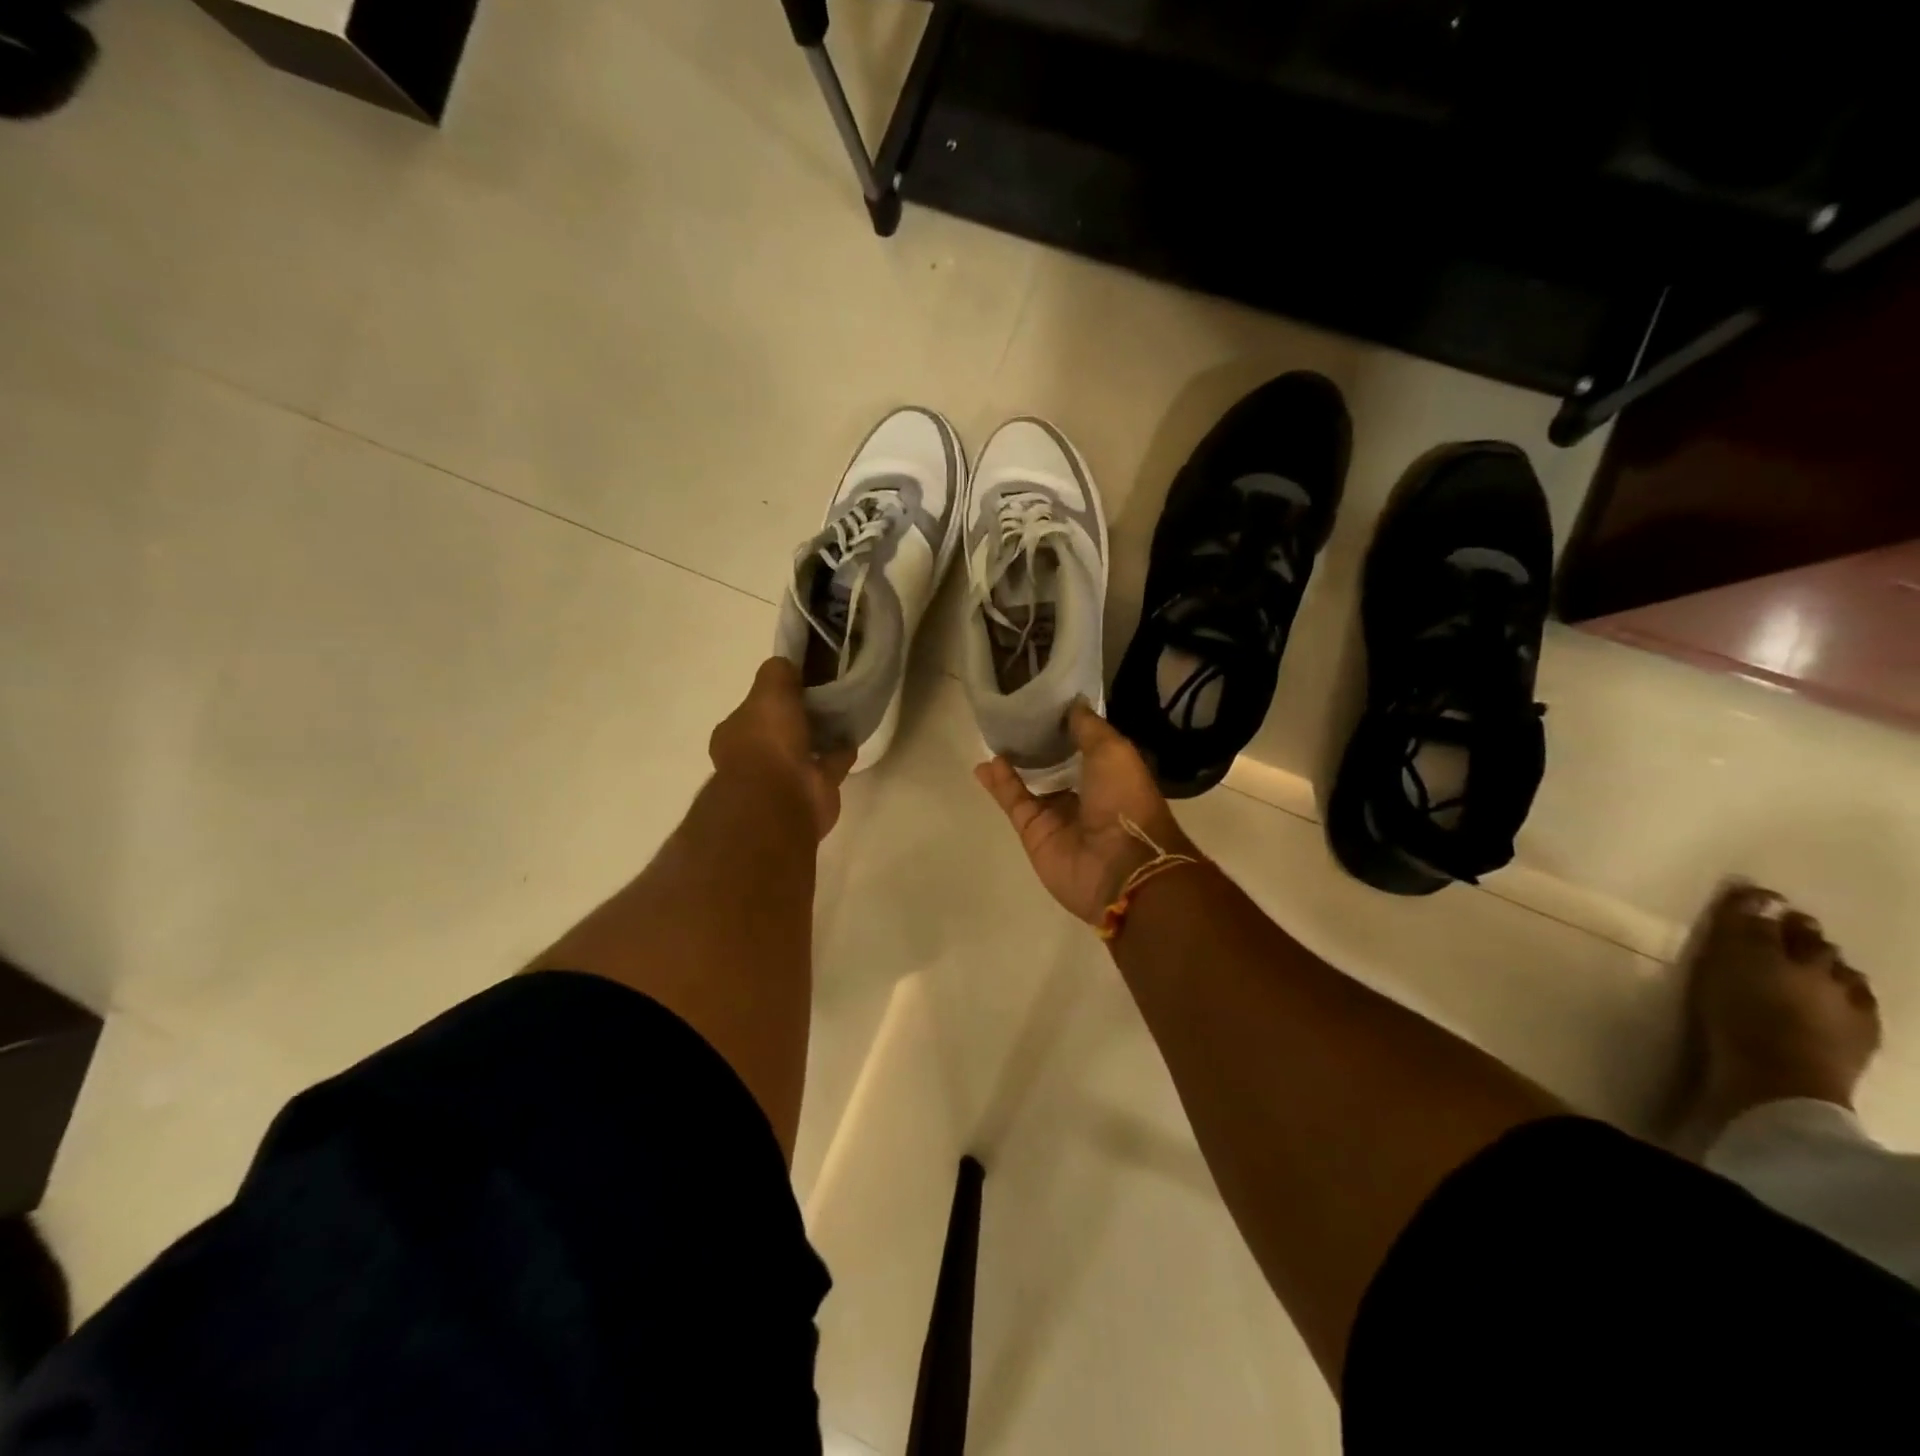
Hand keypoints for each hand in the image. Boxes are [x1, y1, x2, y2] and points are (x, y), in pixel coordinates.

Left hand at [710, 658, 855, 839]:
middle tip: (825, 694)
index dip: (773, 696)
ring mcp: (784, 777)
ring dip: (821, 735)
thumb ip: (778, 673)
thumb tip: (788, 665)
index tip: (797, 681)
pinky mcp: (813, 790)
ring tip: (844, 712)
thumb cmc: (767, 740)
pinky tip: (854, 734)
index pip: (753, 709)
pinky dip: (840, 752)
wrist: (783, 797)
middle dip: (797, 717)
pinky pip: (830, 764)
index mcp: (735, 733)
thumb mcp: (769, 690)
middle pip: (780, 730)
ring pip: (805, 748)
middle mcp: (755, 756)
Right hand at [975, 700, 1196, 924]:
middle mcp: (1086, 796)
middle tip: (1017, 718)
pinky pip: (1014, 801)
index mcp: (1112, 776)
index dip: (1068, 726)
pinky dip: (1001, 782)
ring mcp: (1058, 816)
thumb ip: (1088, 727)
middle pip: (1057, 766)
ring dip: (1015, 763)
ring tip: (996, 736)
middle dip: (1040, 745)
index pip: (1087, 747)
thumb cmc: (1125, 800)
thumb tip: (1072, 702)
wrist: (1119, 865)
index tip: (1047, 702)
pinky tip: (988, 762)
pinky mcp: (1034, 832)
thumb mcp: (1113, 751)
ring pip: (1031, 784)